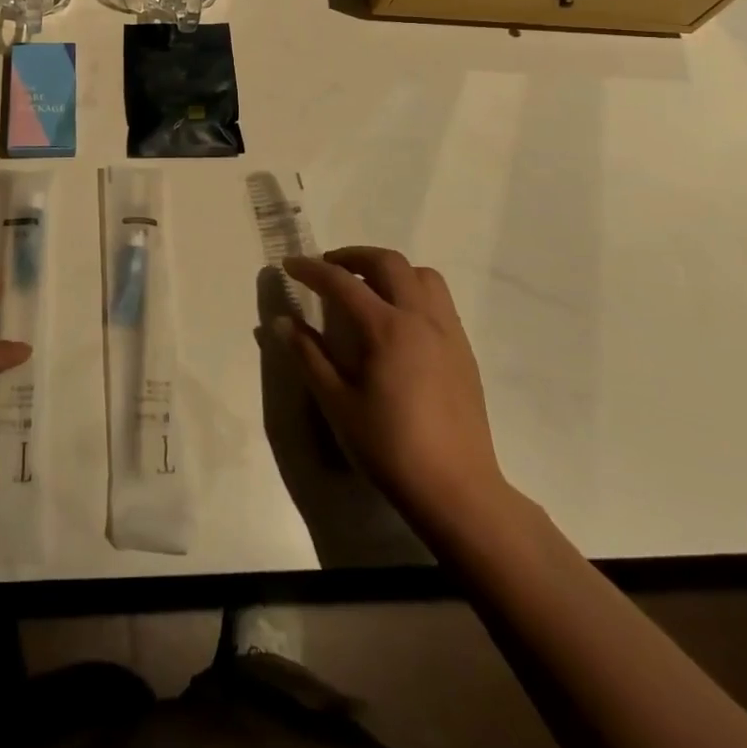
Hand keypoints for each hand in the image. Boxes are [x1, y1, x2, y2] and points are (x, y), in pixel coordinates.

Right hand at [279, 248, 510, 541]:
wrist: (457, 491)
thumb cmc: (390, 448)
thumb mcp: (337, 403)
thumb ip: (309, 356)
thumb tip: (283, 322)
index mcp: (387, 328)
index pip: (342, 282)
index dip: (312, 270)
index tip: (289, 265)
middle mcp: (421, 318)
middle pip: (389, 263)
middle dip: (354, 256)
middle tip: (328, 269)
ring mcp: (448, 333)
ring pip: (422, 276)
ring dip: (390, 270)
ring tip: (367, 287)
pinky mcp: (463, 351)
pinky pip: (439, 301)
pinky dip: (413, 292)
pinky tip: (397, 321)